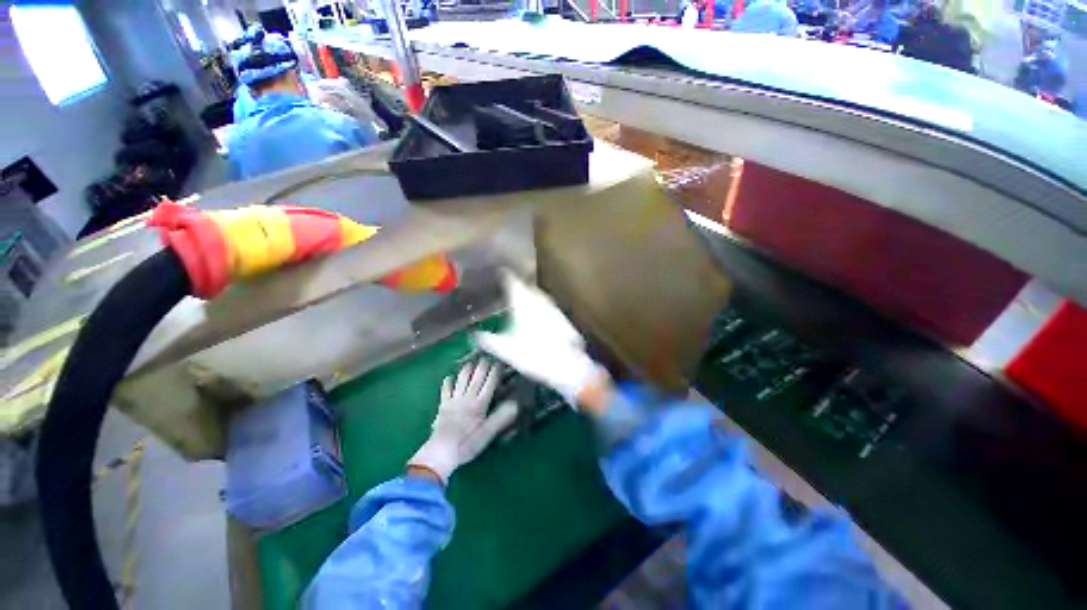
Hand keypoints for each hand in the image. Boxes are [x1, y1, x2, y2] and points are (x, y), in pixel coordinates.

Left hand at [408, 360, 517, 483]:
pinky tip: (449, 377)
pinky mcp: (443, 405)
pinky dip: (448, 382)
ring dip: (467, 369)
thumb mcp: (487, 433)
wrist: (441, 452)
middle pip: (476, 377)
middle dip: (483, 365)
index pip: (490, 382)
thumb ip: (500, 417)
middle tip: (488, 357)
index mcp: (480, 403)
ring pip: (461, 379)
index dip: (496, 371)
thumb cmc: (467, 444)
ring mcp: (454, 400)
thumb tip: (515, 404)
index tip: (500, 362)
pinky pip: (445, 390)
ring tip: (472, 362)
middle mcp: (467, 397)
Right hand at [475, 272, 608, 407]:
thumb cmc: (533, 355)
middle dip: (518, 285)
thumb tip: (475, 334)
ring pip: (538, 295)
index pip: (512, 282)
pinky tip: (538, 315)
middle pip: (526, 287)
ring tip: (522, 299)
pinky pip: (547, 305)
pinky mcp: (562, 317)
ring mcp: (552, 307)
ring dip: (530, 295)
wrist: (566, 365)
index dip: (505, 276)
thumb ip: (489, 340)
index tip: (500, 273)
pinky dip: (540, 306)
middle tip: (509, 287)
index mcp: (523, 303)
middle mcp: (538, 300)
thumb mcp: (506, 350)